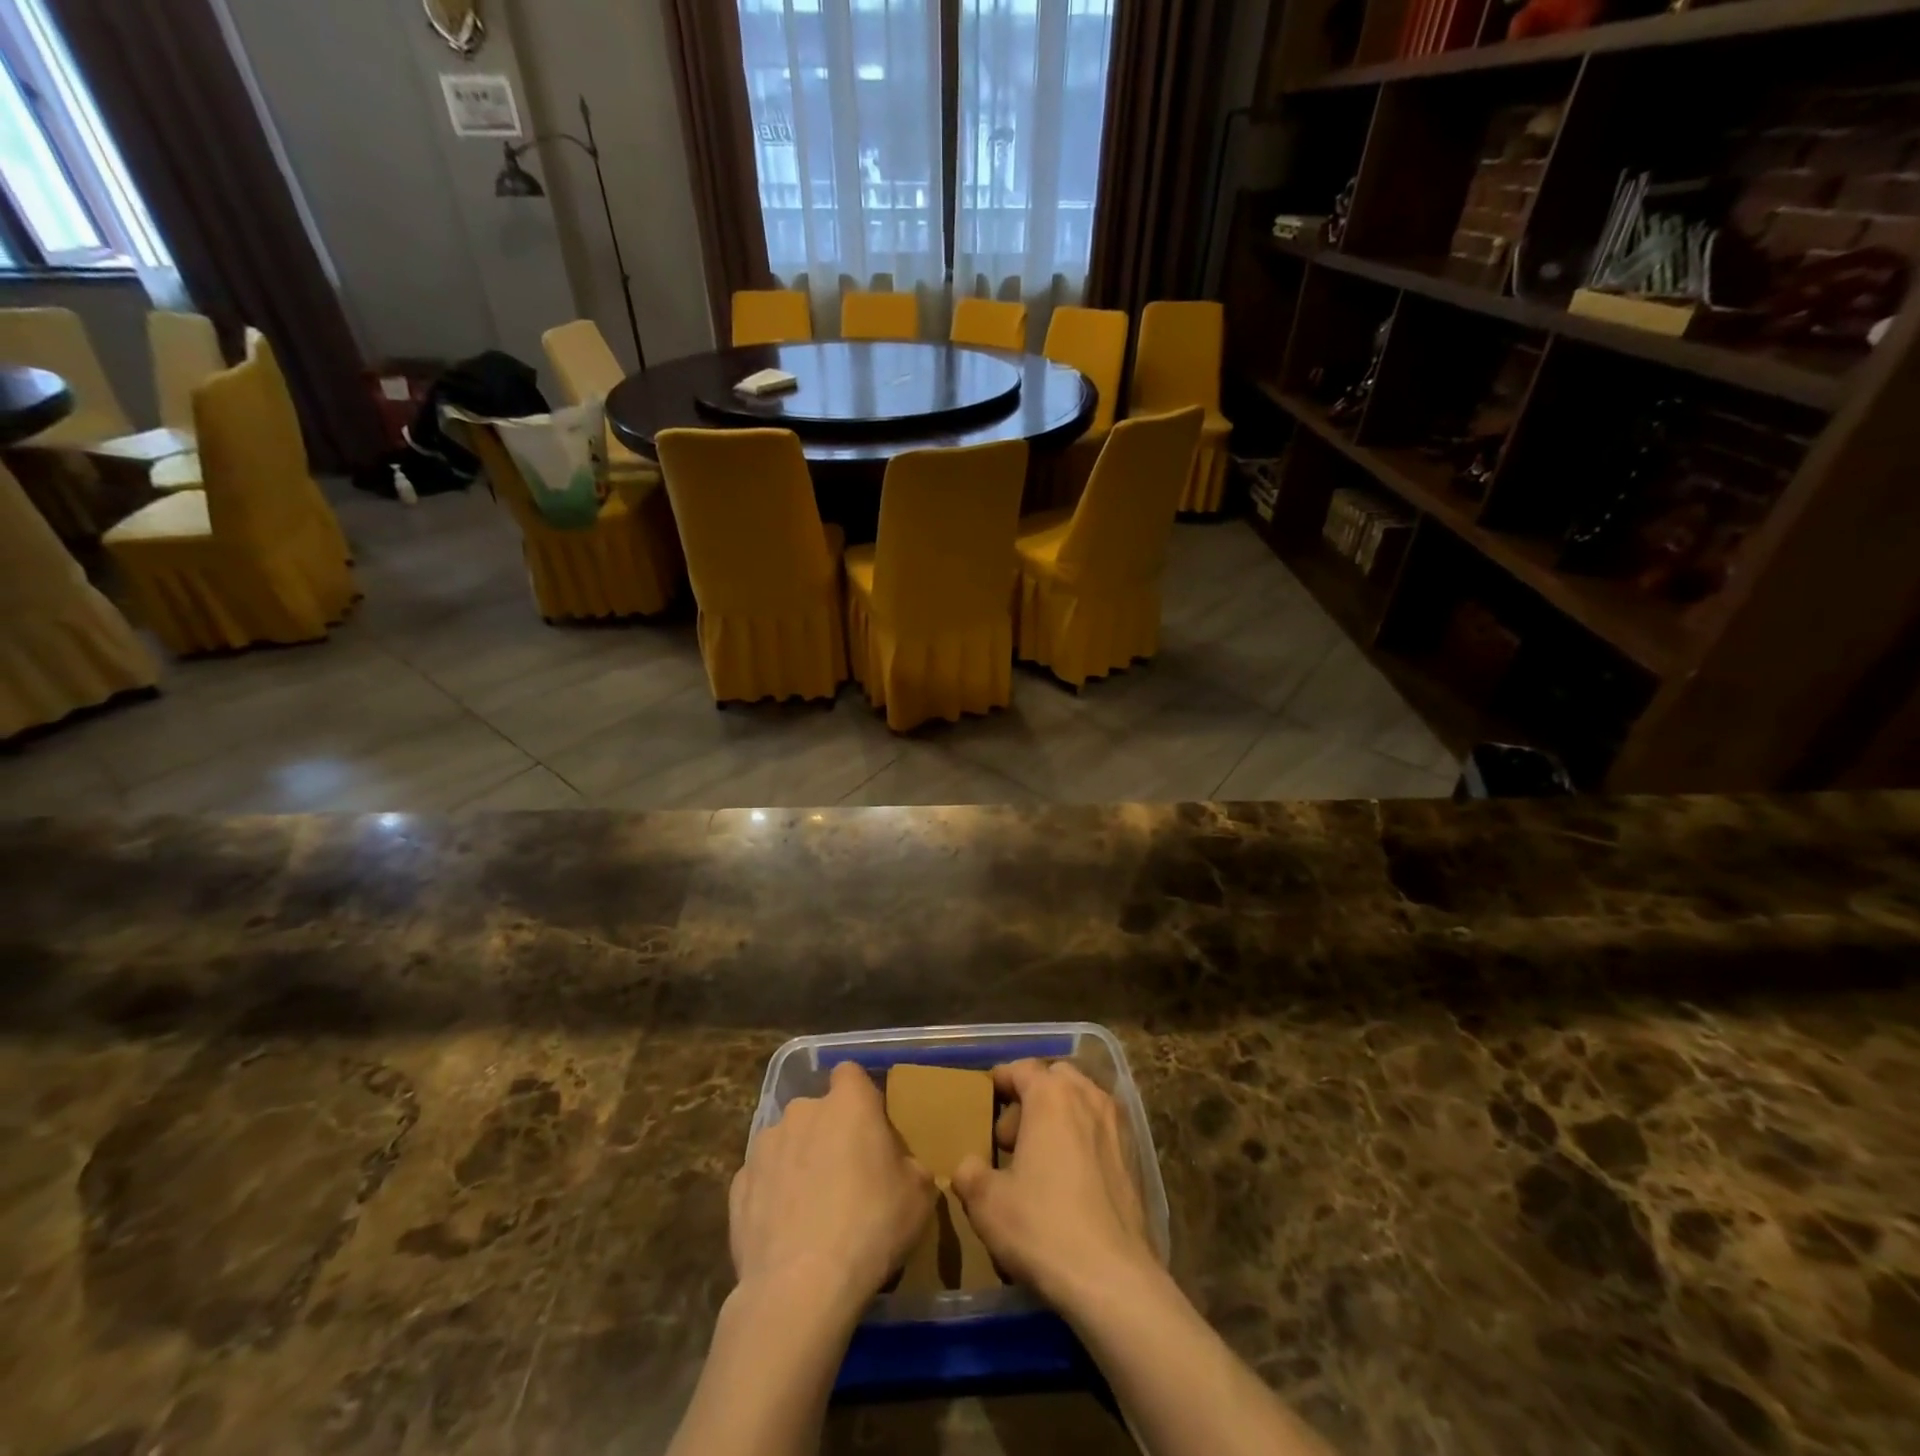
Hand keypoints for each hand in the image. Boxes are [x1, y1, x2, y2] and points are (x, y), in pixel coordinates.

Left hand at [730, 1061, 934, 1319]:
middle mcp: (802, 1111)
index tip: (870, 1128)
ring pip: (787, 1143)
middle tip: (847, 1175)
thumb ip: (910, 1166)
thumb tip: (901, 1167)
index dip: (860, 1096)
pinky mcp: (737, 1185)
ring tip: (812, 1209)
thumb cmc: (870, 1226)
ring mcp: (764, 1146)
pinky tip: (786, 1231)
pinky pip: (763, 1179)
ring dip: (798, 1162)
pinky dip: (773, 1195)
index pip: (850, 1073)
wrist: (800, 1288)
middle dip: (829, 1133)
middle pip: (817, 1110)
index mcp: (848, 1102)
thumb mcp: (919, 1195)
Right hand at [952, 1060, 1155, 1315]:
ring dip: (1060, 1116)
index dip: (1001, 1080)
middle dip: (1032, 1096)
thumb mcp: (985, 1202)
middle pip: (1055, 1078)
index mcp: (1051, 1095)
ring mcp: (1118, 1125)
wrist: (1113, 1278)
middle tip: (1012, 1137)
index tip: (986, 1098)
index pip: (1022, 1068)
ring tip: (1041, 1158)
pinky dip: (1083, 1138)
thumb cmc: (1042, 1227)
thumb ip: (969, 1173)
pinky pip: (1101, 1129)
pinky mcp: (1136, 1156)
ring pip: (1082, 1101)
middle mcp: (1088, 1096)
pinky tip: (1071, 1179)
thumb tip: (968, 1165)